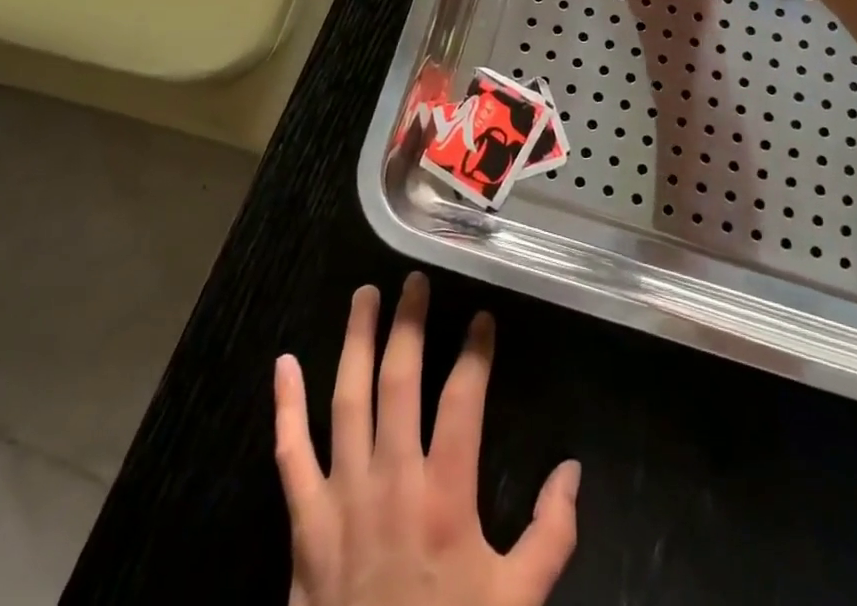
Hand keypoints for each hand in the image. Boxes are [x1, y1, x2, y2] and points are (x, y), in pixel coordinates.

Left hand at [273, 274, 580, 605]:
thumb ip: (550, 535)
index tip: (482, 318)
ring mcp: (342, 497)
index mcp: (445, 496)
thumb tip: (573, 469)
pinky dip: (285, 407)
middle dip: (409, 324)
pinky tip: (283, 363)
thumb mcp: (517, 603)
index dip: (475, 352)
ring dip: (355, 341)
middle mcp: (392, 480)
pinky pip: (289, 456)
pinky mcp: (304, 524)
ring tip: (364, 295)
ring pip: (347, 399)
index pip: (463, 398)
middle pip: (399, 381)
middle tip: (414, 281)